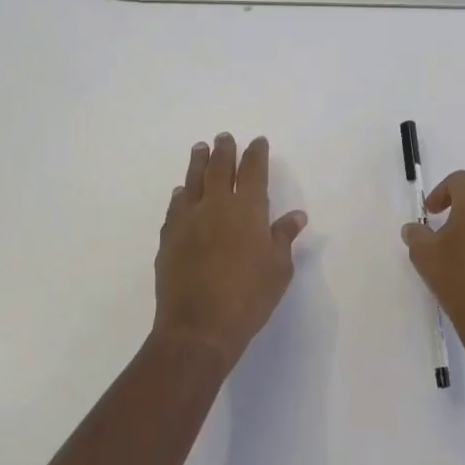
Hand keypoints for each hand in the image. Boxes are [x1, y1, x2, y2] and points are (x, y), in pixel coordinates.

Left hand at [154, 134, 306, 367]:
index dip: (256, 153)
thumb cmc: (249, 297)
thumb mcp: (278, 269)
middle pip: (220, 168)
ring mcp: (189, 220)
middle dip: (224, 150)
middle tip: (224, 137)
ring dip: (198, 162)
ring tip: (199, 148)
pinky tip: (181, 192)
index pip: (253, 171)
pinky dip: (180, 195)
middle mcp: (217, 205)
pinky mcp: (168, 237)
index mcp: (248, 209)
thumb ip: (283, 237)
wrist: (198, 327)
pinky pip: (175, 207)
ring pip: (193, 181)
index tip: (258, 141)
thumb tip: (296, 215)